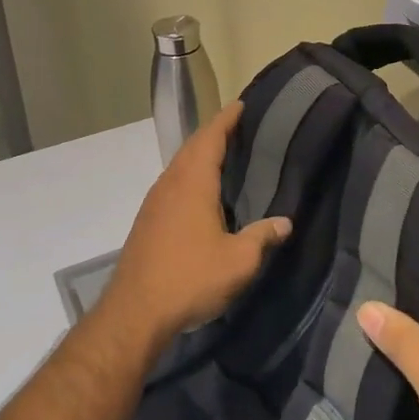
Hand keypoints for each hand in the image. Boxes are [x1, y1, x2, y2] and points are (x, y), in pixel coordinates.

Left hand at [100, 102, 292, 347]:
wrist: (134, 314)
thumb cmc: (190, 278)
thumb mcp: (239, 261)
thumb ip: (262, 237)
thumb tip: (285, 222)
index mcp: (193, 184)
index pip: (210, 139)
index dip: (225, 120)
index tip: (240, 105)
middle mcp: (170, 185)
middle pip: (191, 148)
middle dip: (213, 133)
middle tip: (237, 127)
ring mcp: (154, 204)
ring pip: (178, 166)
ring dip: (198, 154)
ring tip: (221, 155)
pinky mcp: (146, 222)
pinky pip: (171, 184)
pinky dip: (188, 175)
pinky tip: (200, 193)